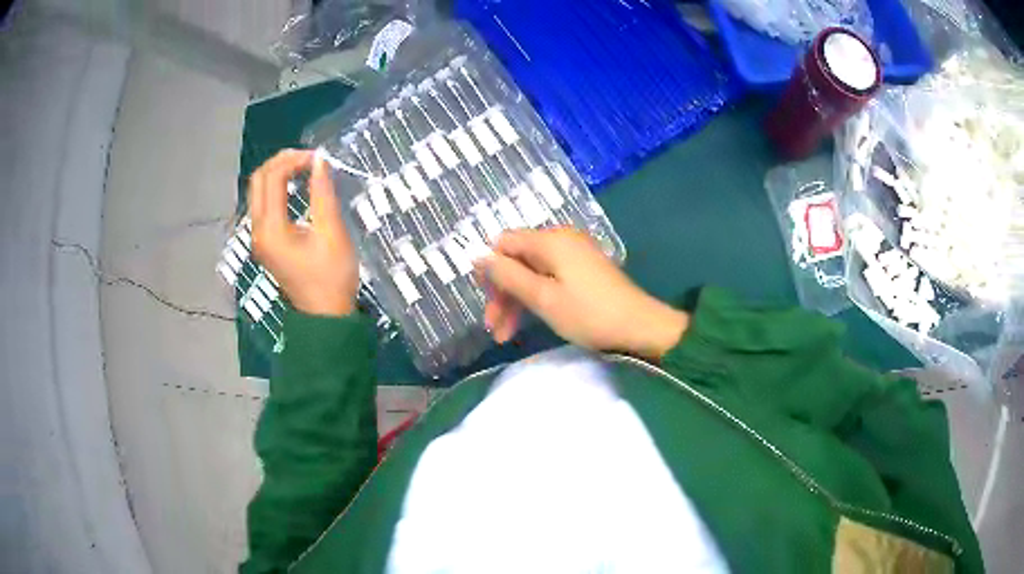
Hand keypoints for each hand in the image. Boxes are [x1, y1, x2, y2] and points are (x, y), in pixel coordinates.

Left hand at [248, 149, 358, 316]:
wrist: (325, 317)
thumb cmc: (332, 278)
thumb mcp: (332, 233)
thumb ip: (323, 194)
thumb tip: (319, 161)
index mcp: (271, 229)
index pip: (272, 178)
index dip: (294, 160)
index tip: (319, 158)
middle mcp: (257, 231)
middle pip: (257, 181)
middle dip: (280, 161)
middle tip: (308, 157)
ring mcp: (258, 238)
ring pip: (257, 191)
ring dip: (276, 173)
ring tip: (303, 167)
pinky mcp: (264, 243)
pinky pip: (262, 205)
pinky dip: (275, 188)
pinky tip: (294, 186)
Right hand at [476, 228, 688, 360]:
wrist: (640, 327)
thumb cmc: (589, 314)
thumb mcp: (543, 298)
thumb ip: (508, 276)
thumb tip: (476, 256)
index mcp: (550, 240)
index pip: (504, 243)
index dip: (489, 269)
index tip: (484, 300)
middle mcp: (561, 240)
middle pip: (517, 259)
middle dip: (502, 293)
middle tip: (495, 328)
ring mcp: (574, 255)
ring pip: (532, 272)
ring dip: (516, 301)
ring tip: (505, 336)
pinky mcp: (583, 270)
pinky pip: (549, 278)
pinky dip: (536, 298)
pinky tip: (529, 322)